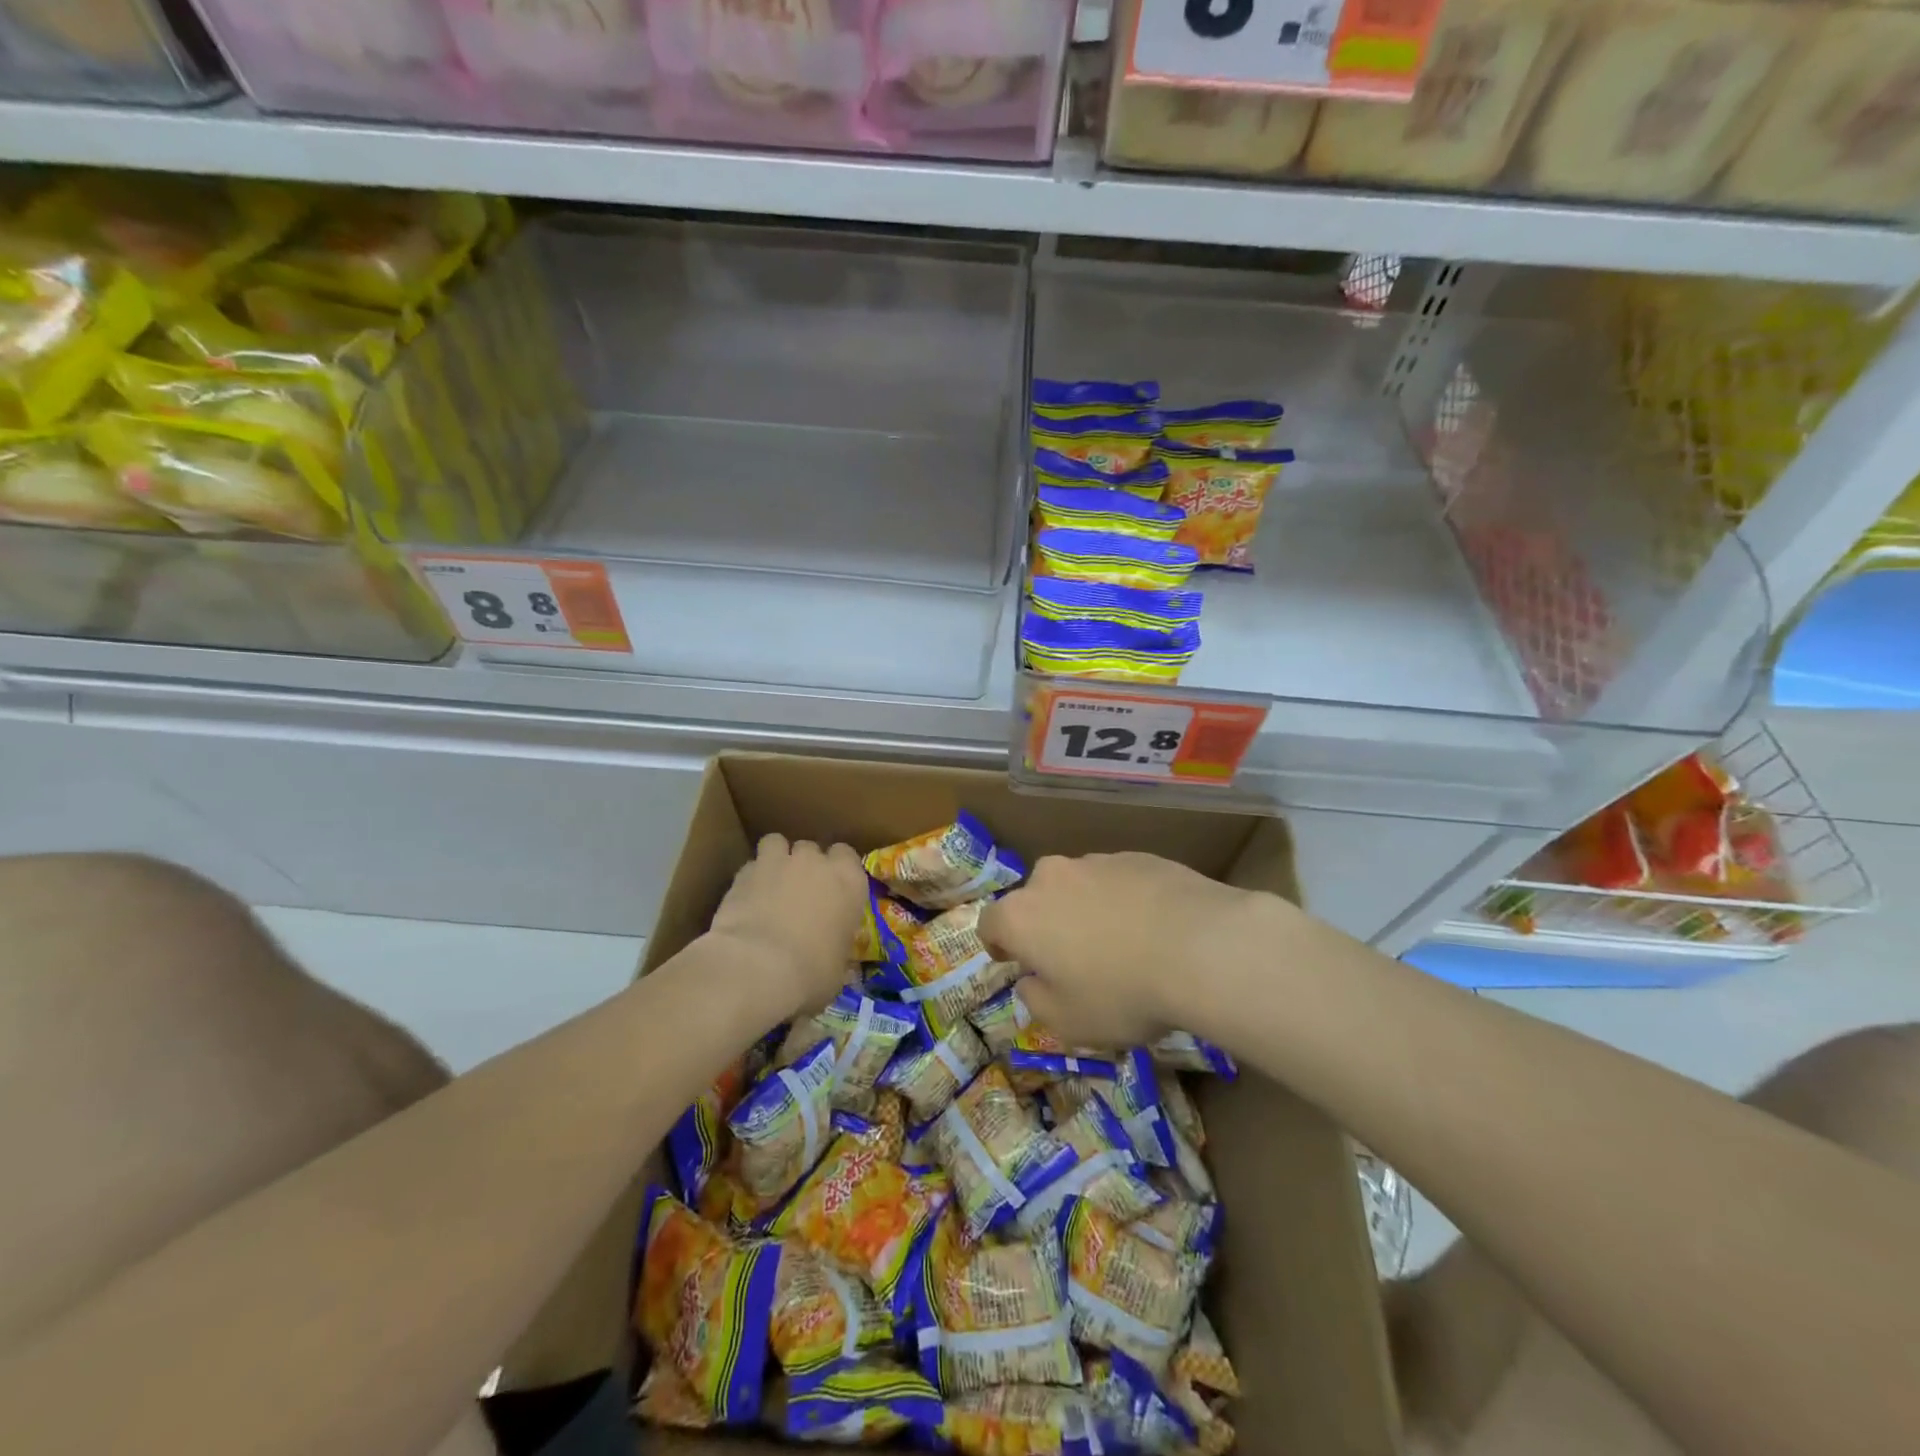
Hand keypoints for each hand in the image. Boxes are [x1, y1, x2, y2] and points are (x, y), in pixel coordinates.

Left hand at [707, 834, 866, 1019]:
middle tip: (799, 892)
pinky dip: (750, 878)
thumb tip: (834, 963)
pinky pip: (751, 865)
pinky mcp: (744, 872)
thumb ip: (836, 953)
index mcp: (849, 882)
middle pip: (812, 848)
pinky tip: (746, 900)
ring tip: (770, 885)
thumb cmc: (810, 974)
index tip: (832, 891)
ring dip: (776, 859)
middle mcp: (816, 863)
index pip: (847, 856)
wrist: (756, 968)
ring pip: (777, 843)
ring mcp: (778, 862)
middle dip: (806, 865)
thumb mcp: (836, 972)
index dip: (838, 871)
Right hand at [979, 852, 1270, 1048]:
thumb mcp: (1067, 1022)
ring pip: (1079, 887)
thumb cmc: (1120, 992)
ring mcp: (1096, 861)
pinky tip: (1154, 929)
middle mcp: (1050, 877)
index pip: (990, 924)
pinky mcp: (1138, 856)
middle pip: (1036, 899)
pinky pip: (1118, 881)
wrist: (1201, 947)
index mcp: (1021, 915)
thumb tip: (1032, 981)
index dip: (999, 945)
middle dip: (1046, 924)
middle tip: (1073, 958)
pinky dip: (1124, 901)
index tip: (1015, 963)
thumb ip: (1036, 1000)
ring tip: (1122, 944)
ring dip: (1086, 910)